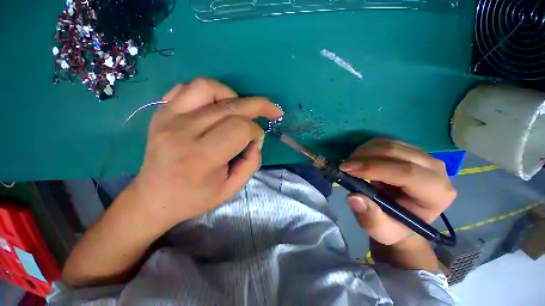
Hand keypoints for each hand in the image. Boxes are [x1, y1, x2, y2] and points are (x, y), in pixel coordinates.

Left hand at [129, 78, 282, 229]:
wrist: (152, 198)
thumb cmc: (194, 198)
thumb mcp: (231, 188)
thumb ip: (251, 162)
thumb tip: (256, 138)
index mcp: (201, 157)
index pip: (240, 129)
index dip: (256, 132)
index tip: (256, 141)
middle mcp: (183, 132)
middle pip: (231, 106)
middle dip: (259, 106)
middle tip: (273, 110)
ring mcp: (168, 117)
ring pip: (208, 87)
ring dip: (232, 95)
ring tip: (239, 110)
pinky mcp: (161, 112)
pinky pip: (187, 87)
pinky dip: (209, 92)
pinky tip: (216, 106)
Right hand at [339, 138, 455, 244]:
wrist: (402, 217)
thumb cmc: (394, 226)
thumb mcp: (381, 230)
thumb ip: (369, 217)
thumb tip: (353, 197)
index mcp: (436, 194)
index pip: (407, 173)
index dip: (373, 168)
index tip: (346, 169)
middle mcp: (436, 170)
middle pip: (398, 152)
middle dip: (365, 156)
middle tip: (344, 166)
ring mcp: (425, 156)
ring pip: (391, 143)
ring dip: (364, 151)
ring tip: (350, 163)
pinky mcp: (412, 150)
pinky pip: (387, 141)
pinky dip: (368, 147)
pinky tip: (360, 159)